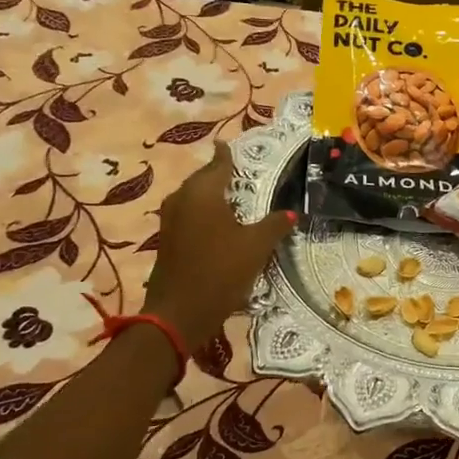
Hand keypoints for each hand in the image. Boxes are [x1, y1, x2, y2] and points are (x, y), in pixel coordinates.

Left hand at [142, 144, 294, 352]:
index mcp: (203, 192)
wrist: (178, 313)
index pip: (219, 164)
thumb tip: (291, 213)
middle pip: (203, 179)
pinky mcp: (167, 239)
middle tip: (242, 174)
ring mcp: (171, 219)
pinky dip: (205, 214)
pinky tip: (220, 225)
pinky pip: (189, 215)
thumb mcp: (256, 247)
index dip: (228, 155)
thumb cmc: (220, 272)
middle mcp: (182, 198)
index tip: (231, 145)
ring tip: (234, 200)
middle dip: (221, 175)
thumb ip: (274, 225)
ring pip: (194, 198)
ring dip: (212, 196)